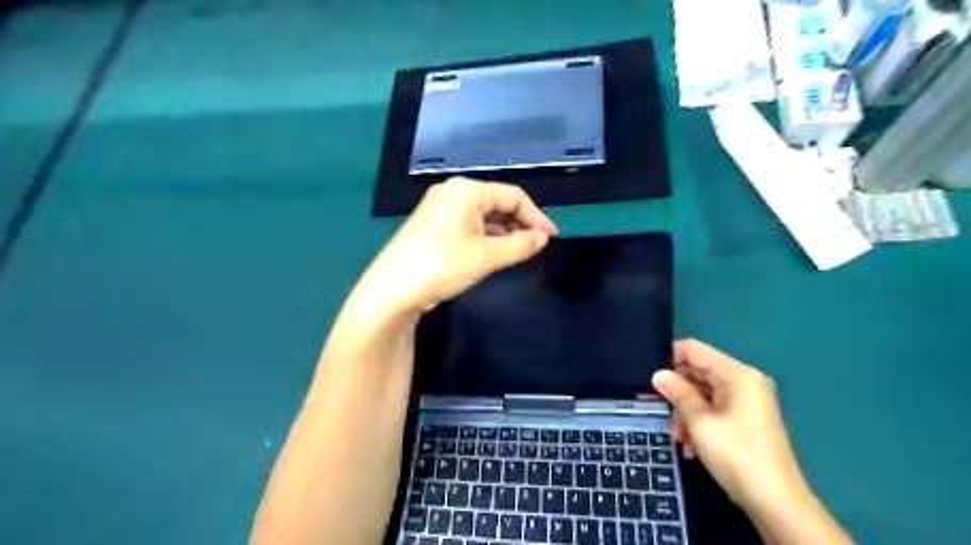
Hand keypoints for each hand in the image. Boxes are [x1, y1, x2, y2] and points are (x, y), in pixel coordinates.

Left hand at [354, 177, 557, 316]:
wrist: (392, 291)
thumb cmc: (443, 265)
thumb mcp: (487, 256)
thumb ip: (520, 245)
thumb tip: (542, 238)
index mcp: (466, 190)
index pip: (512, 196)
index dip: (535, 216)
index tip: (550, 238)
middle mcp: (452, 193)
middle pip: (497, 203)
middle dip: (519, 224)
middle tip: (537, 246)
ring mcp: (440, 210)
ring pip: (483, 217)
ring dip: (504, 232)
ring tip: (520, 252)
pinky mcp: (433, 228)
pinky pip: (468, 227)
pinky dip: (486, 238)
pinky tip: (496, 253)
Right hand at [655, 341, 809, 514]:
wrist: (775, 503)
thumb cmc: (736, 455)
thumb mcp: (700, 422)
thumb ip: (678, 393)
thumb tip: (658, 374)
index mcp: (737, 374)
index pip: (694, 350)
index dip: (669, 359)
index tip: (652, 380)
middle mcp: (743, 381)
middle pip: (697, 372)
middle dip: (677, 393)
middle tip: (661, 413)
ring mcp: (746, 400)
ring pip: (702, 393)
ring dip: (685, 412)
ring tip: (679, 439)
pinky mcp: (745, 417)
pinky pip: (713, 408)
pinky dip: (699, 422)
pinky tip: (691, 446)